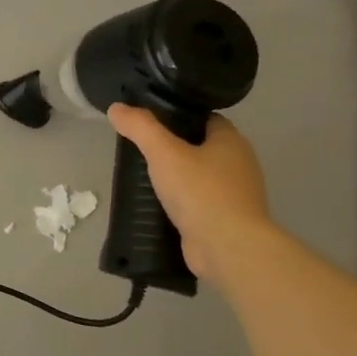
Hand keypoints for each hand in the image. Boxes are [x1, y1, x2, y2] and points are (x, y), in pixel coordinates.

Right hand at [107, 106, 271, 286]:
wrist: (228, 247)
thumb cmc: (201, 192)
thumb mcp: (163, 152)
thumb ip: (140, 128)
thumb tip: (117, 108)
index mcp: (231, 142)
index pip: (205, 119)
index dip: (178, 117)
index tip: (150, 122)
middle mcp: (239, 164)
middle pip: (202, 147)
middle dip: (174, 148)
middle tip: (140, 149)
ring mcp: (235, 195)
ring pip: (200, 176)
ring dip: (176, 177)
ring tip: (143, 177)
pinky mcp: (226, 220)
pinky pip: (199, 203)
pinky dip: (181, 202)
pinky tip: (157, 205)